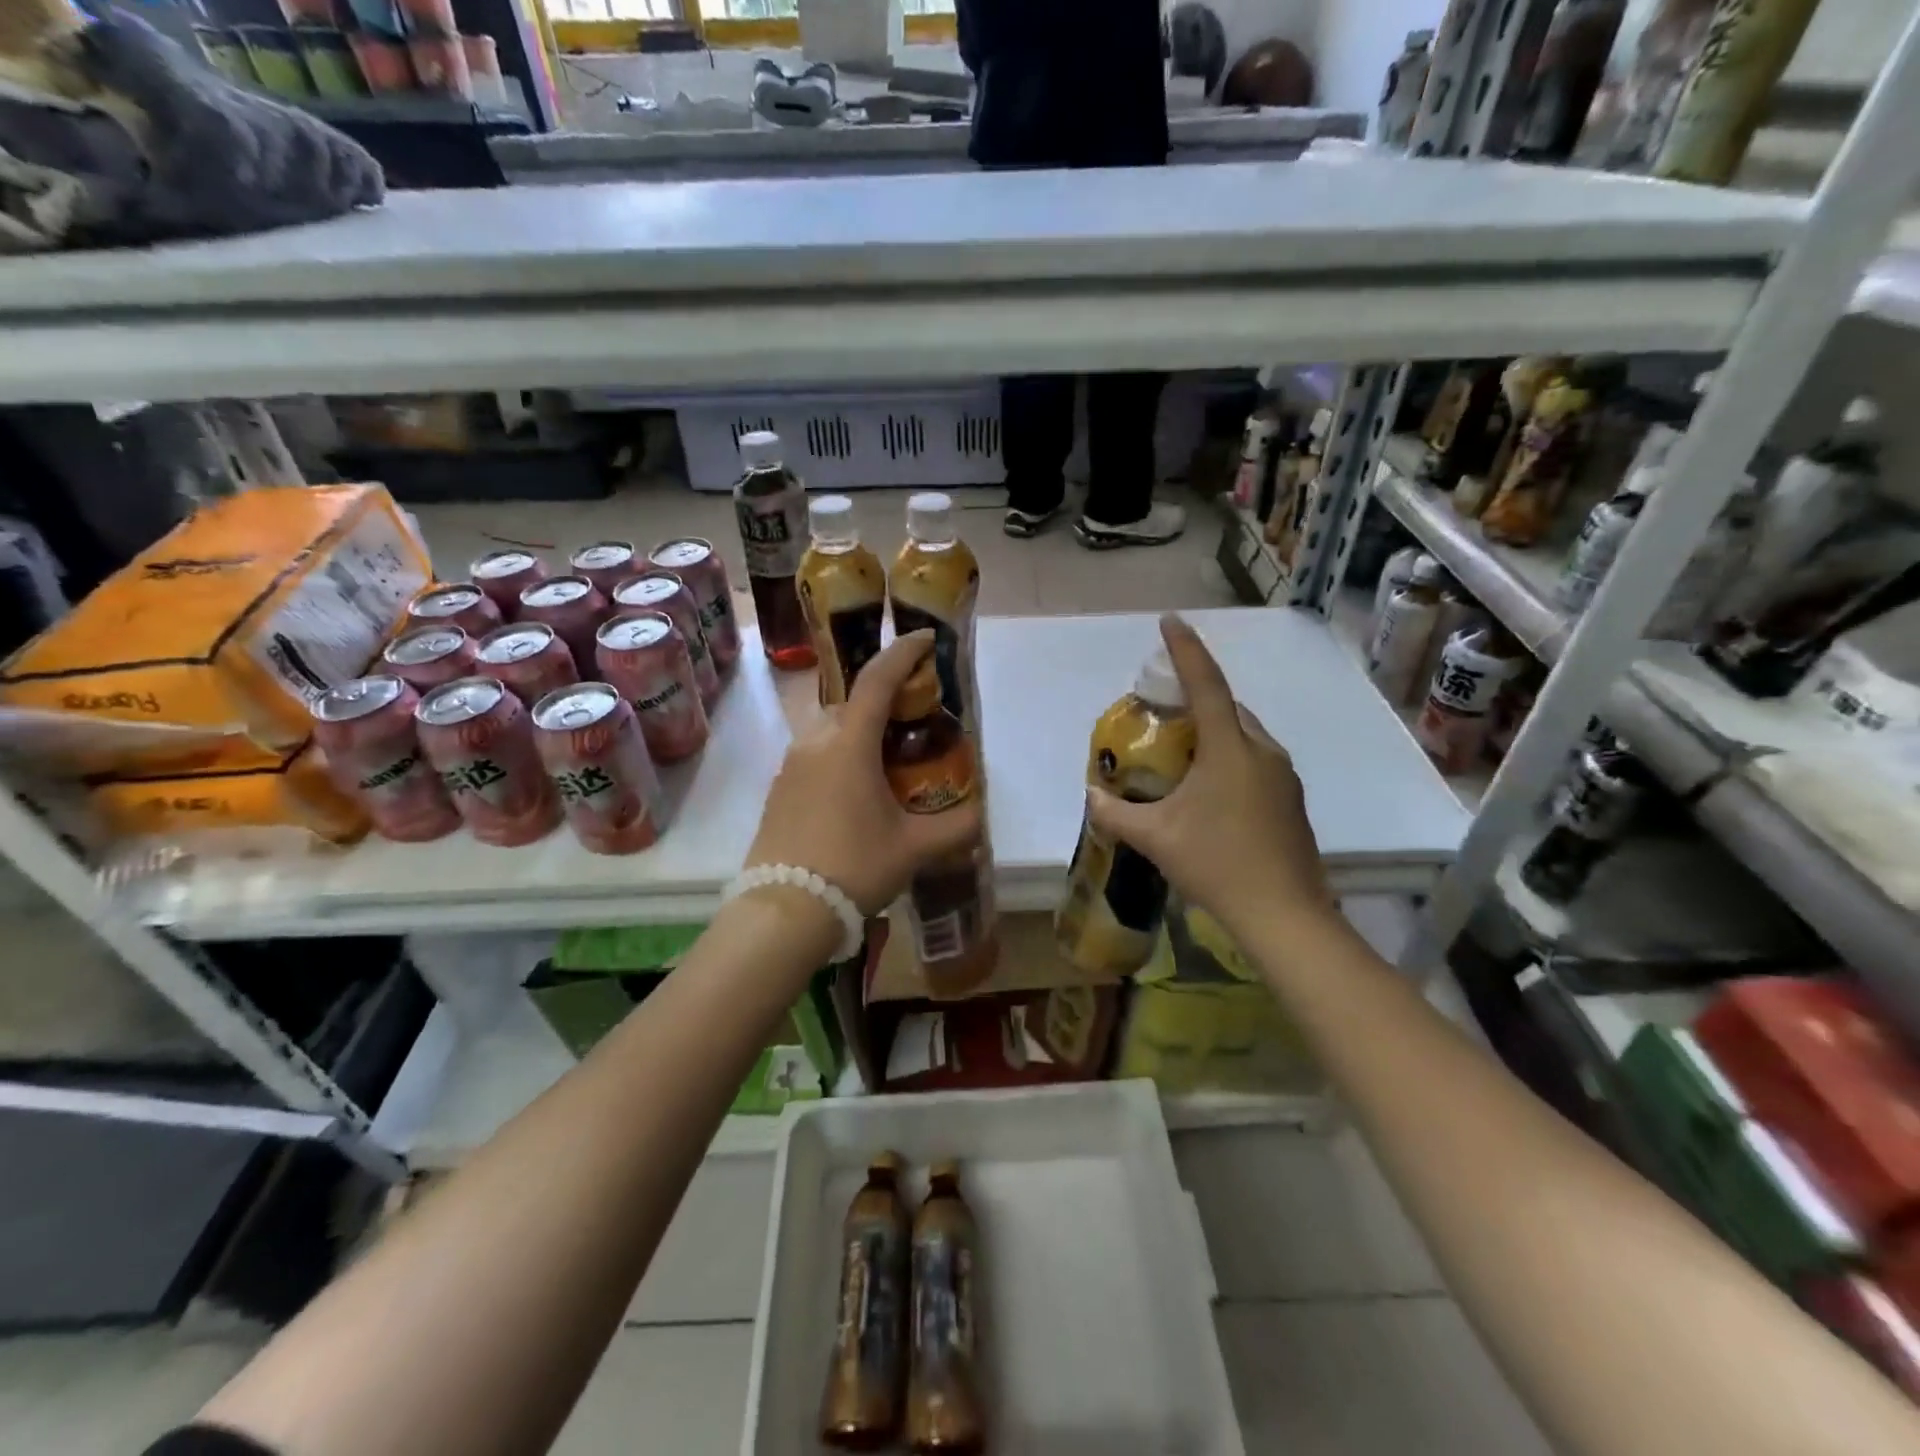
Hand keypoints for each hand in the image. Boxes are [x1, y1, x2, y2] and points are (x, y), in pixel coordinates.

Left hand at [746, 631, 984, 914]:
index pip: (877, 680)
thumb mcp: (913, 848)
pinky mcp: (779, 788)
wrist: (783, 910)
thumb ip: (954, 827)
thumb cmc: (854, 867)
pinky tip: (858, 789)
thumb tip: (979, 817)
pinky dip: (840, 753)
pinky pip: (815, 753)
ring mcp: (791, 765)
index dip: (902, 653)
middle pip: (853, 702)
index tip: (924, 639)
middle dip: (884, 699)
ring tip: (889, 758)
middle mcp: (816, 742)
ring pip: (831, 728)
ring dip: (860, 728)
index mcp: (849, 744)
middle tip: (915, 719)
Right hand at [1087, 616, 1331, 935]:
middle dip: (1197, 698)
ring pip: (1245, 736)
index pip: (1206, 685)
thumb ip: (1117, 813)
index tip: (1170, 621)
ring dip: (1215, 732)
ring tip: (1183, 752)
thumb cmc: (1216, 864)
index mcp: (1230, 749)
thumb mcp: (1156, 838)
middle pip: (1228, 708)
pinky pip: (1256, 761)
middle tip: (1164, 708)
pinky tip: (1210, 791)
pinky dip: (1230, 758)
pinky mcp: (1291, 801)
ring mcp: (1283, 777)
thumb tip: (1092, 796)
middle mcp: (1262, 752)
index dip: (1185, 650)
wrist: (1285, 914)